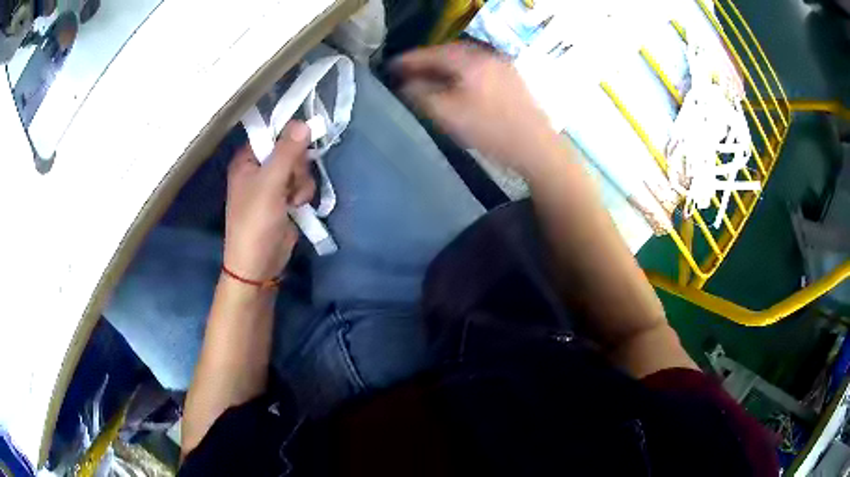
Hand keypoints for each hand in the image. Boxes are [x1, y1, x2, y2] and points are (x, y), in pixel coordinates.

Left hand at [223, 121, 315, 281]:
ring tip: (293, 201)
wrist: (258, 264)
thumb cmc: (256, 222)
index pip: (271, 133)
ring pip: (299, 168)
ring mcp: (272, 184)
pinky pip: (301, 184)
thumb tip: (304, 122)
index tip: (302, 144)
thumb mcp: (270, 184)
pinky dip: (303, 195)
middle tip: (290, 182)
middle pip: (289, 150)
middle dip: (297, 167)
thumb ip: (287, 152)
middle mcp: (258, 168)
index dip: (288, 136)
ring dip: (302, 183)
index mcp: (246, 160)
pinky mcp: (284, 199)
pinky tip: (297, 207)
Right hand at [392, 42, 560, 175]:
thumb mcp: (448, 114)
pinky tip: (458, 87)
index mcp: (470, 60)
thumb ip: (421, 95)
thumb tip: (405, 84)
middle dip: (427, 62)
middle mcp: (487, 56)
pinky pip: (479, 69)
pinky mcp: (512, 79)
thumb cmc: (490, 130)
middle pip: (449, 53)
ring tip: (429, 79)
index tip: (390, 67)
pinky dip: (462, 73)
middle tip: (408, 73)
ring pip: (466, 61)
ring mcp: (503, 66)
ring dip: (445, 67)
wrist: (537, 148)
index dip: (408, 60)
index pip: (431, 53)